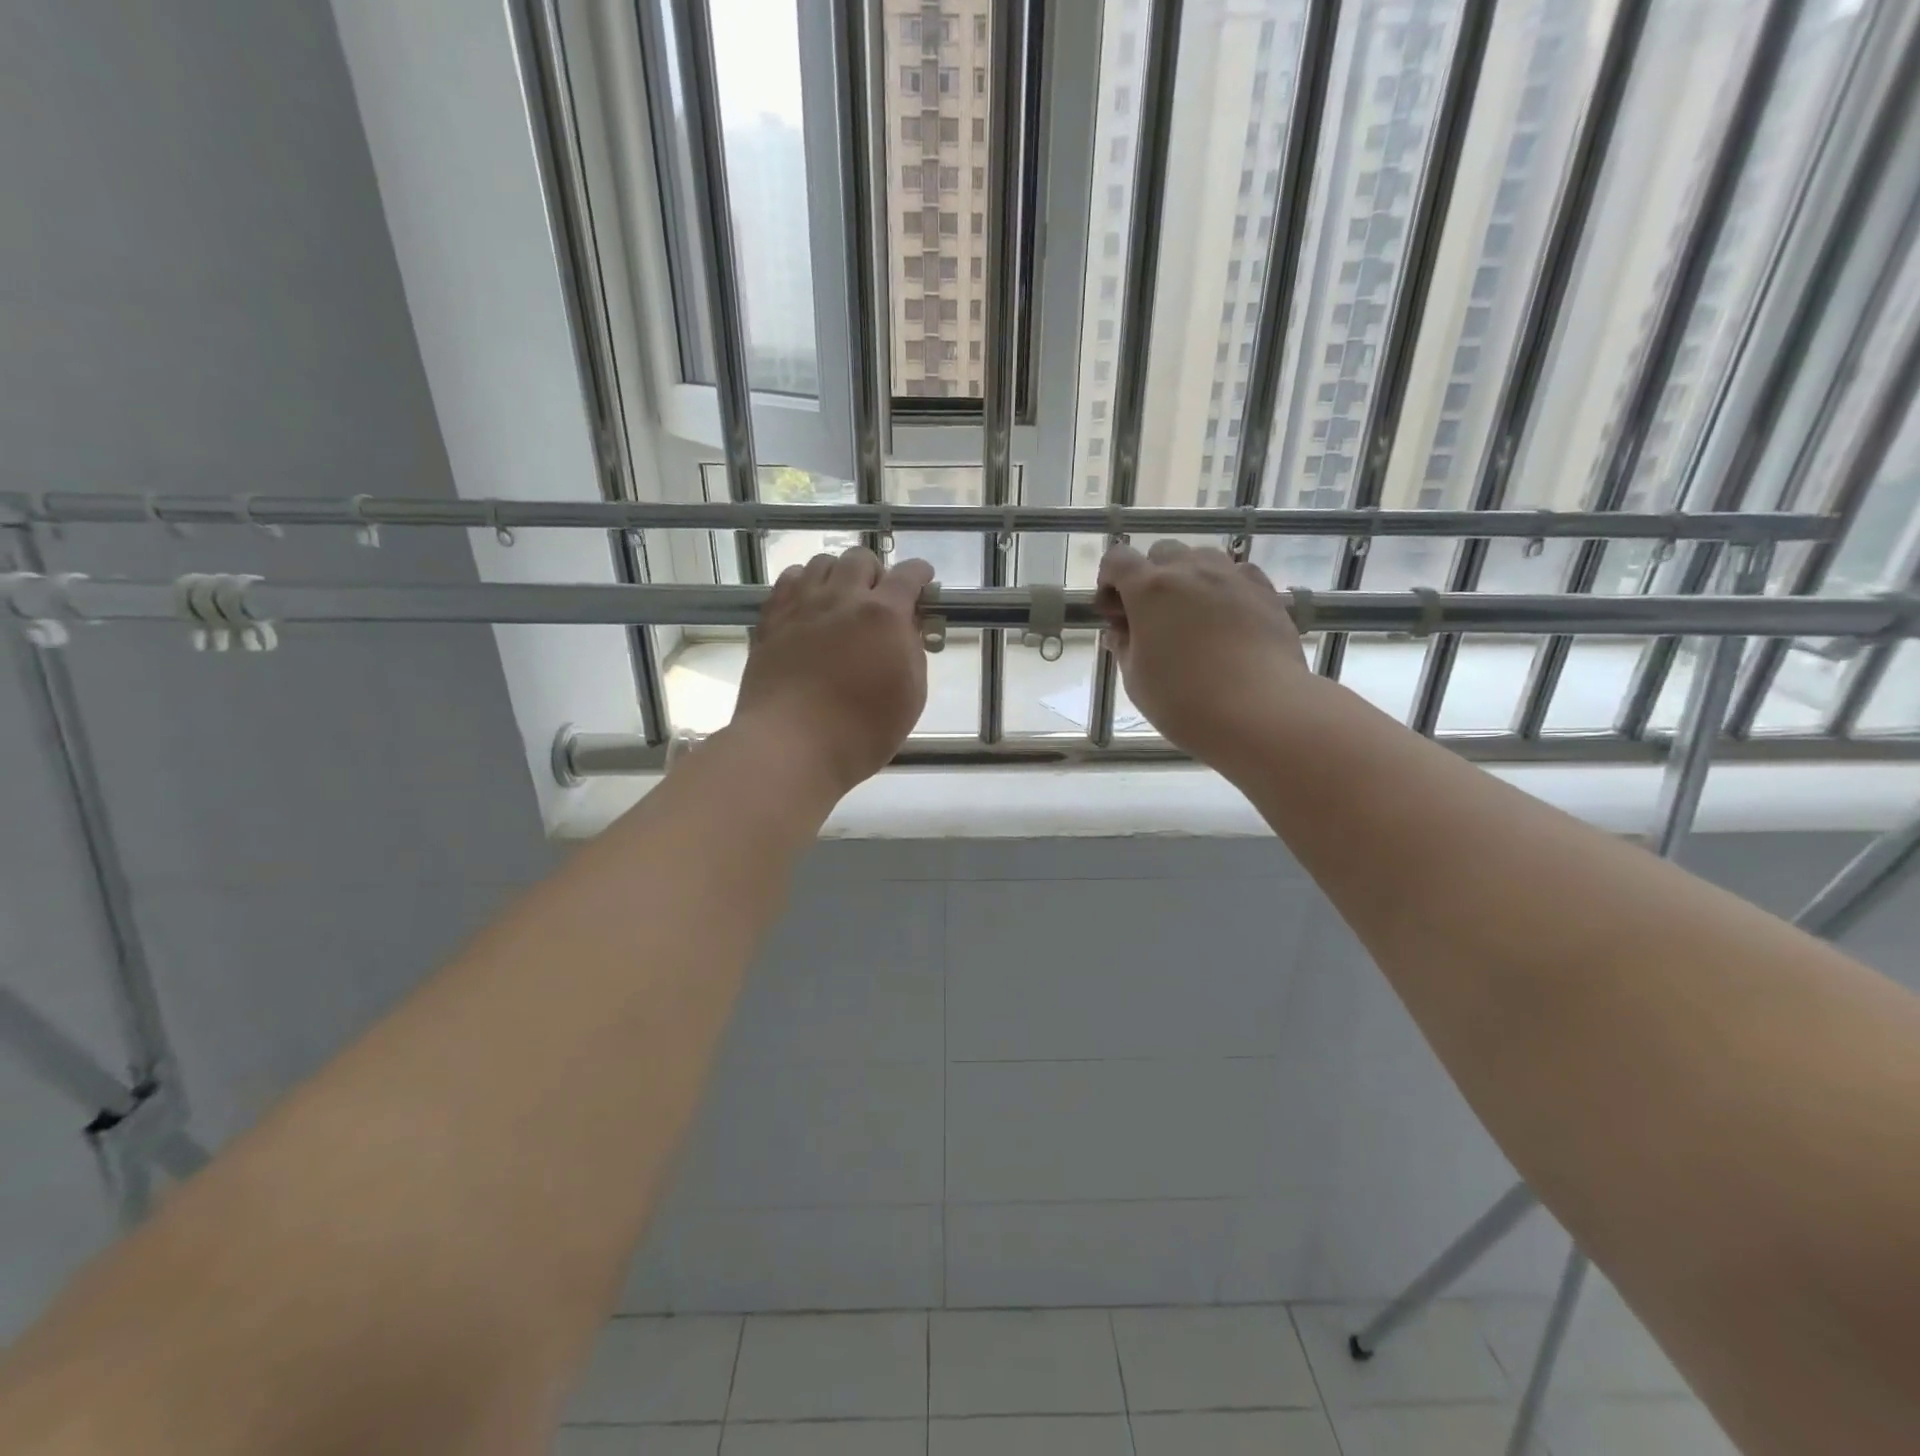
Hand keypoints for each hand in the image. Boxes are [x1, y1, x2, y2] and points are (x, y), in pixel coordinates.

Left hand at [733, 547, 934, 793]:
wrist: (792, 745)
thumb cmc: (862, 731)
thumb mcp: (911, 696)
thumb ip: (912, 652)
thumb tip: (906, 628)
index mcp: (884, 615)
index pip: (908, 575)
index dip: (920, 575)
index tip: (923, 583)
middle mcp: (843, 598)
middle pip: (860, 559)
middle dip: (875, 573)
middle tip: (878, 601)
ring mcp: (802, 606)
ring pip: (821, 563)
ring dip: (838, 575)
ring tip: (840, 601)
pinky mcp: (772, 620)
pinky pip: (788, 581)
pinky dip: (803, 584)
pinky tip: (807, 606)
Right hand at [1094, 540, 1310, 759]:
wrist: (1260, 711)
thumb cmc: (1184, 700)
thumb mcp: (1136, 679)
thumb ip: (1124, 646)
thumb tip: (1120, 631)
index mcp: (1149, 589)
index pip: (1117, 559)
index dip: (1108, 580)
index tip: (1112, 611)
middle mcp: (1190, 571)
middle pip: (1161, 552)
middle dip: (1149, 576)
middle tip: (1150, 616)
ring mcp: (1231, 577)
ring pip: (1202, 557)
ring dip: (1187, 576)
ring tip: (1190, 614)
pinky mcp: (1265, 591)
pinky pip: (1237, 573)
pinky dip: (1223, 586)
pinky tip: (1226, 617)